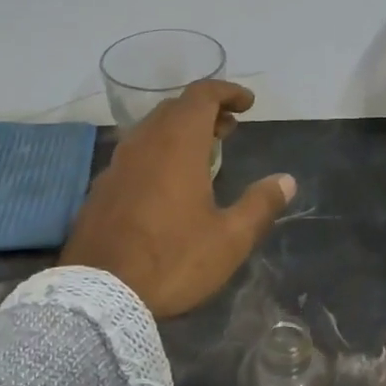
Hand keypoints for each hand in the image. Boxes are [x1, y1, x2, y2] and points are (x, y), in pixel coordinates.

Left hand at [60, 81, 296, 317]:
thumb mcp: (229, 239)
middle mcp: (143, 145)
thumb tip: (286, 180)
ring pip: (150, 131)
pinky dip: (157, 154)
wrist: (99, 293)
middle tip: (229, 130)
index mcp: (177, 146)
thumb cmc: (173, 261)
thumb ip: (260, 205)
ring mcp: (116, 166)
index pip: (201, 96)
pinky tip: (166, 184)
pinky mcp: (101, 190)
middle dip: (205, 111)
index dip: (227, 92)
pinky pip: (134, 156)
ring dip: (179, 132)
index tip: (247, 105)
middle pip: (174, 109)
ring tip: (203, 154)